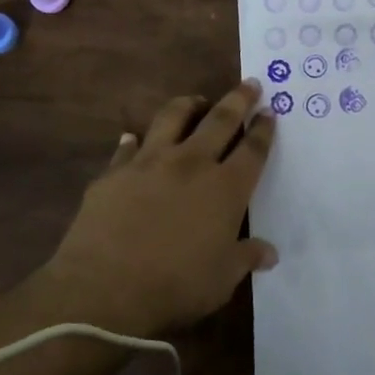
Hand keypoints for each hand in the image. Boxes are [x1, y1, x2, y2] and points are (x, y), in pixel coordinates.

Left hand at [42, 80, 276, 335]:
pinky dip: (134, 140)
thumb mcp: (222, 279)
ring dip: (189, 105)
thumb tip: (269, 253)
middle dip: (238, 100)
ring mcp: (149, 163)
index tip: (270, 112)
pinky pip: (127, 147)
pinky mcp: (113, 173)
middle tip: (249, 84)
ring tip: (196, 101)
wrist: (103, 290)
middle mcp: (191, 164)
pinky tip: (133, 138)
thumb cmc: (175, 286)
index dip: (263, 130)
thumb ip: (246, 258)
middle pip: (220, 120)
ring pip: (172, 117)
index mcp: (225, 188)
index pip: (252, 150)